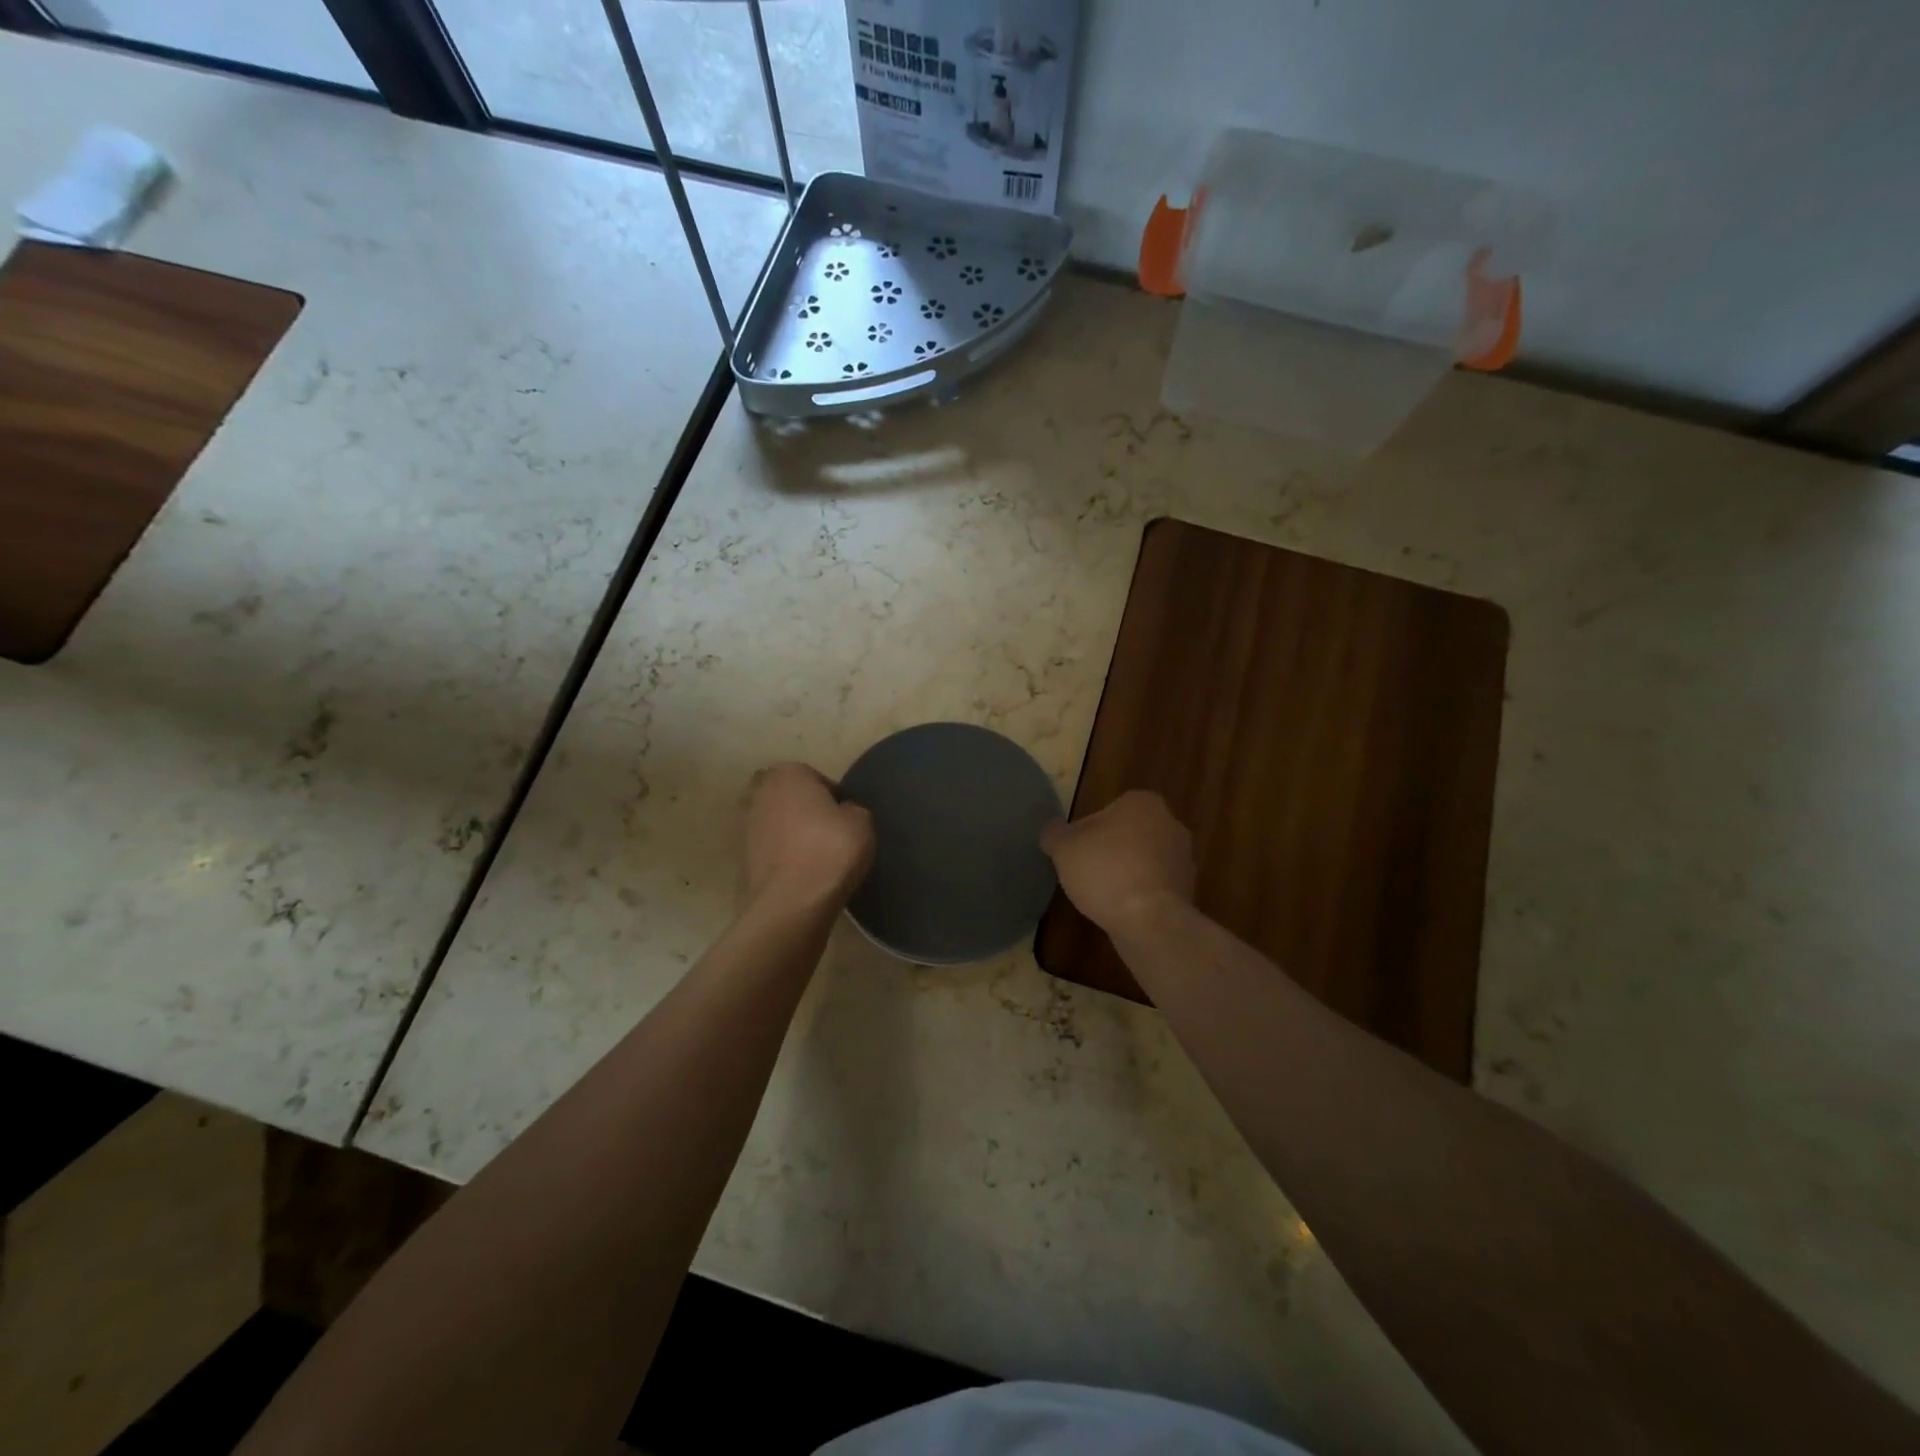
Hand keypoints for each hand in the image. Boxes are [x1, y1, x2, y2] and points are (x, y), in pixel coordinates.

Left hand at [742, 762, 874, 912]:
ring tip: (810, 854)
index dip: (833, 799)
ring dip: (787, 831)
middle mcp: (759, 791)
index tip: (845, 820)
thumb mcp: (862, 823)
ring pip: (772, 820)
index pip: (816, 778)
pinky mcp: (737, 856)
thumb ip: (853, 809)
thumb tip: (844, 812)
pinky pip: (765, 847)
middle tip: (825, 831)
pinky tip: (796, 870)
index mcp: (788, 773)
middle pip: (787, 795)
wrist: (791, 902)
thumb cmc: (830, 850)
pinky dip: (777, 854)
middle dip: (802, 808)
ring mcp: (743, 824)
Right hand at [1040, 790, 1194, 934]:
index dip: (1084, 832)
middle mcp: (1170, 824)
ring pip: (1142, 861)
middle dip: (1108, 851)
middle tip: (1084, 872)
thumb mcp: (1064, 848)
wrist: (1150, 921)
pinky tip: (1120, 910)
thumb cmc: (1106, 871)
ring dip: (1124, 873)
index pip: (1106, 810)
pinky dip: (1138, 894)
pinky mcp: (1187, 890)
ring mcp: (1183, 859)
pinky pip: (1153, 886)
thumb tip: (1053, 830)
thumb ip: (1054, 833)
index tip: (1073, 853)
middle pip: (1126, 835)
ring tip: (1101, 895)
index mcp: (1143, 803)